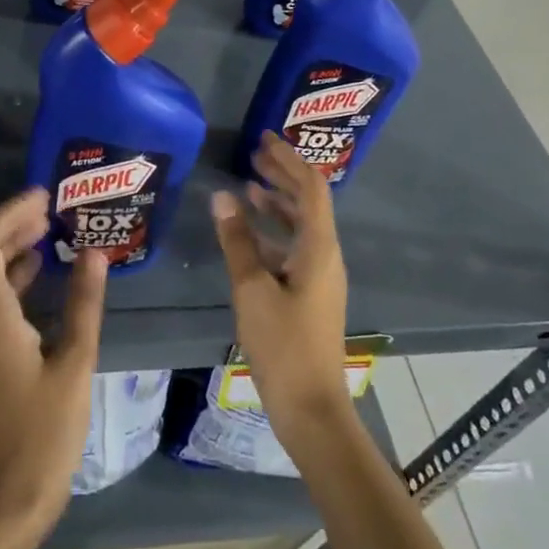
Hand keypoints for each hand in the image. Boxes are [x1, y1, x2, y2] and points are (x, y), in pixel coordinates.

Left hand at [0, 188, 106, 548]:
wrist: (9, 498)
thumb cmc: (45, 433)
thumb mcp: (75, 363)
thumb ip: (83, 303)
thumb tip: (94, 252)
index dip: (7, 213)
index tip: (43, 196)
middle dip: (4, 222)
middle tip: (47, 208)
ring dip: (5, 244)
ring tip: (47, 228)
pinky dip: (8, 271)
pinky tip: (39, 269)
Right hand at [212, 132, 352, 446]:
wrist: (311, 409)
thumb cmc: (283, 345)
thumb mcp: (252, 289)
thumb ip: (237, 240)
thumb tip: (222, 195)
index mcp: (319, 248)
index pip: (311, 188)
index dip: (290, 160)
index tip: (265, 139)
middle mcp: (326, 255)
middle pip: (308, 202)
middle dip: (283, 174)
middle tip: (254, 153)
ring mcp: (319, 276)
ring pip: (301, 225)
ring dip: (277, 201)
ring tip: (248, 184)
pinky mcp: (309, 293)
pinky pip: (294, 247)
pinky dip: (273, 230)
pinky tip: (249, 231)